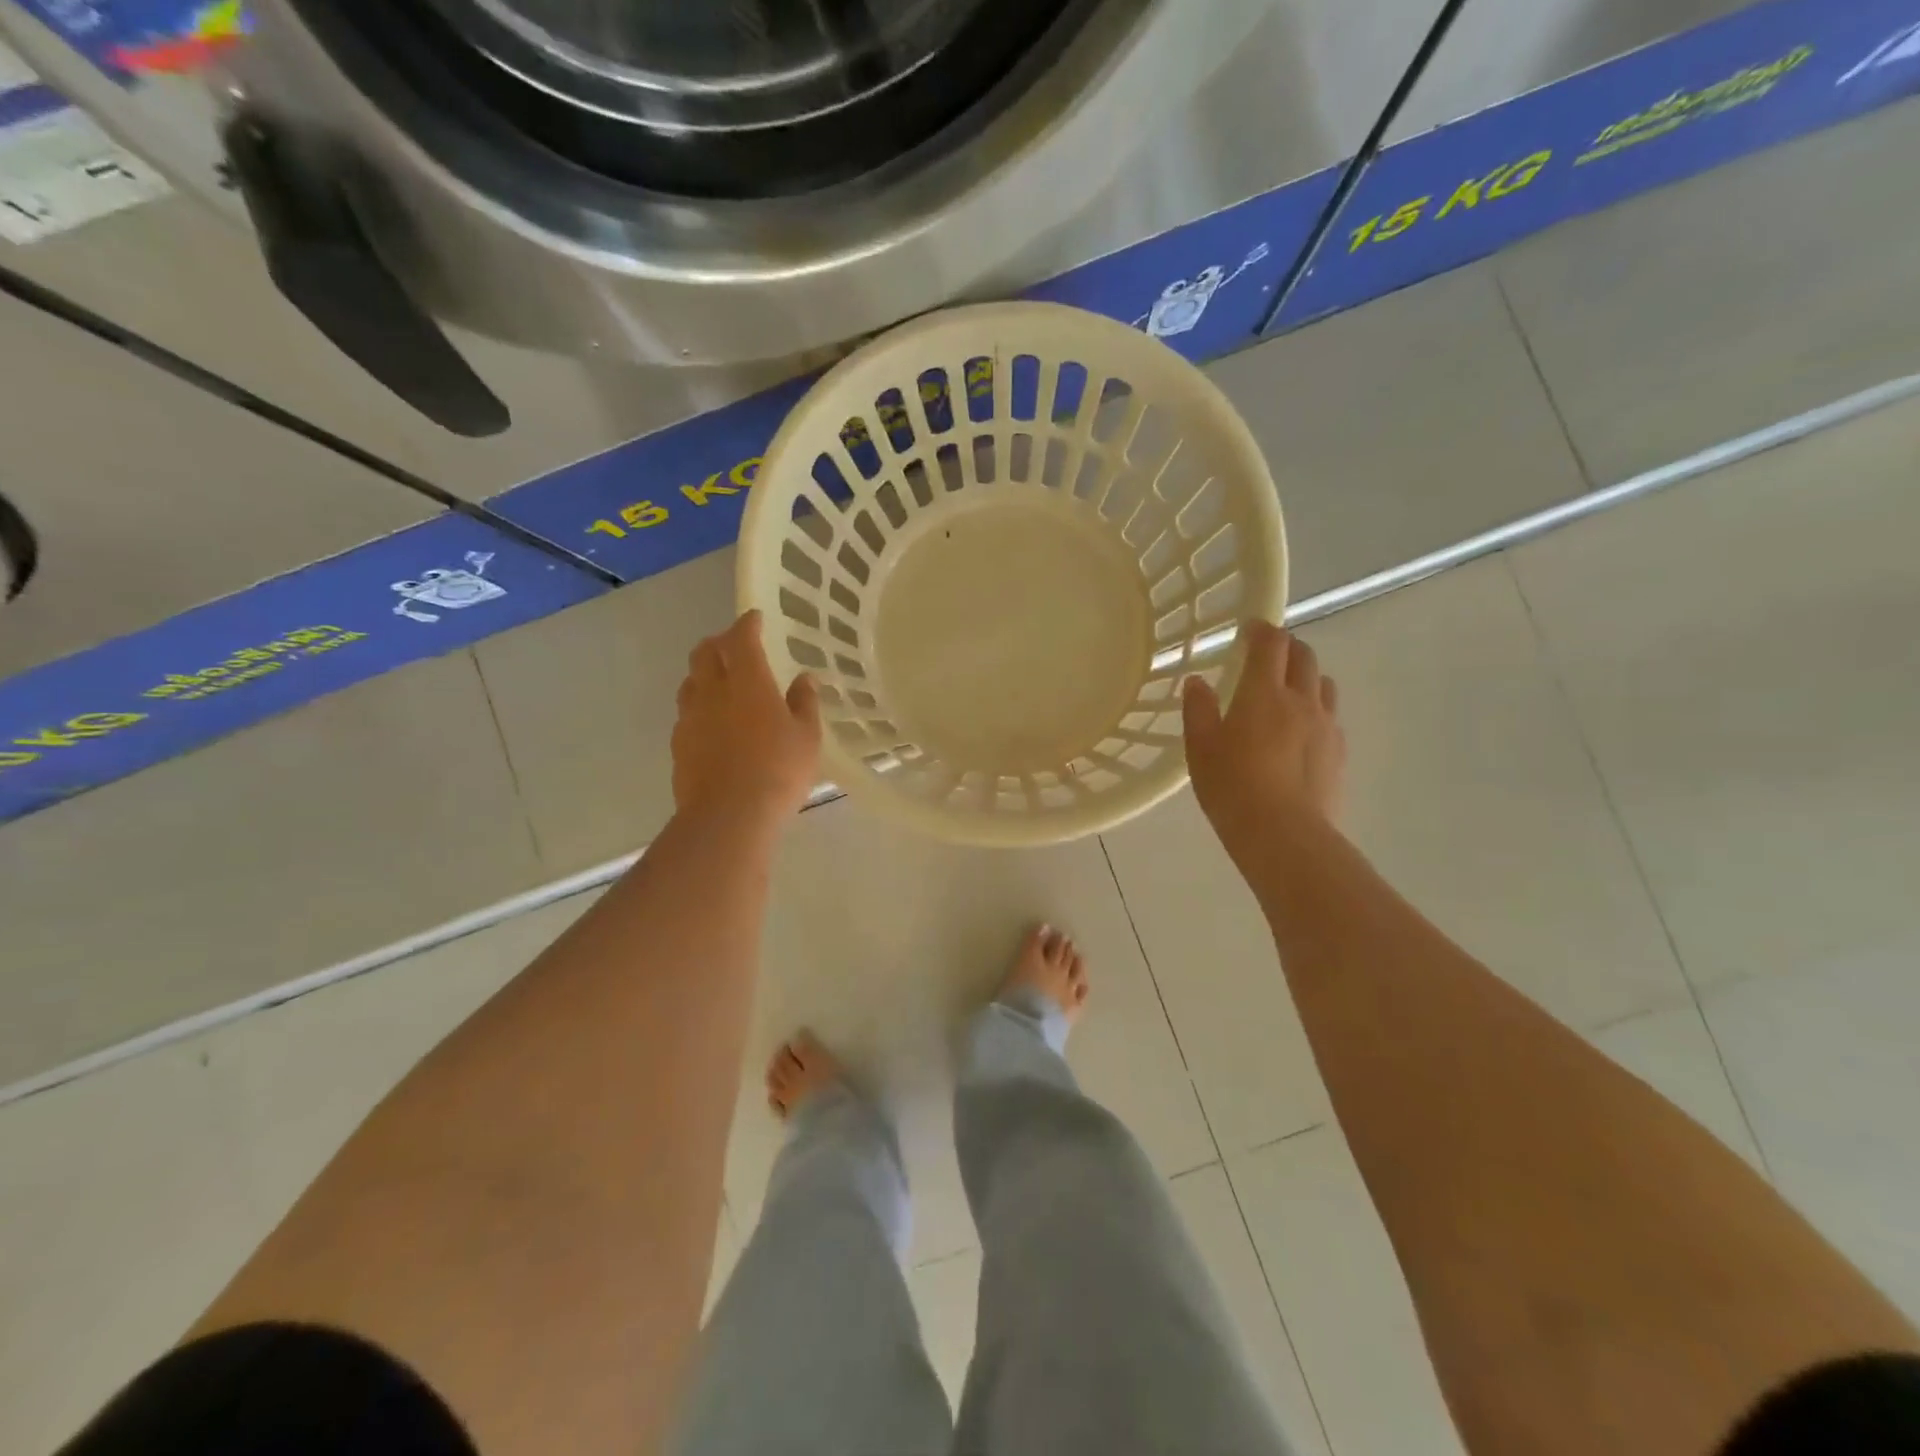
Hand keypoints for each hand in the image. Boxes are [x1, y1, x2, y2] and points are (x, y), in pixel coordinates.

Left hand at [672, 611, 821, 828]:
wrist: (728, 816)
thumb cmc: (778, 771)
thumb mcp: (807, 737)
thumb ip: (805, 703)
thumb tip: (804, 678)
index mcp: (748, 681)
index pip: (741, 639)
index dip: (747, 624)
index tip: (755, 618)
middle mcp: (713, 690)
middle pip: (705, 652)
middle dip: (719, 642)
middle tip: (734, 645)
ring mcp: (690, 717)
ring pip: (691, 681)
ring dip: (704, 672)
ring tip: (720, 681)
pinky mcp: (679, 743)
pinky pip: (686, 711)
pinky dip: (699, 704)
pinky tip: (712, 721)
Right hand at [1183, 620, 1345, 863]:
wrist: (1284, 835)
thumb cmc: (1232, 788)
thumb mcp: (1201, 749)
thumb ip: (1199, 710)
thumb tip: (1198, 682)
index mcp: (1263, 694)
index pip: (1270, 644)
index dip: (1261, 629)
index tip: (1250, 627)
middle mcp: (1301, 700)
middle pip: (1304, 656)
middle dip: (1287, 647)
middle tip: (1268, 655)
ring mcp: (1326, 726)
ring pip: (1323, 684)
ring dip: (1306, 676)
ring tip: (1288, 691)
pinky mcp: (1339, 752)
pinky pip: (1331, 716)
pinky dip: (1316, 709)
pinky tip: (1301, 732)